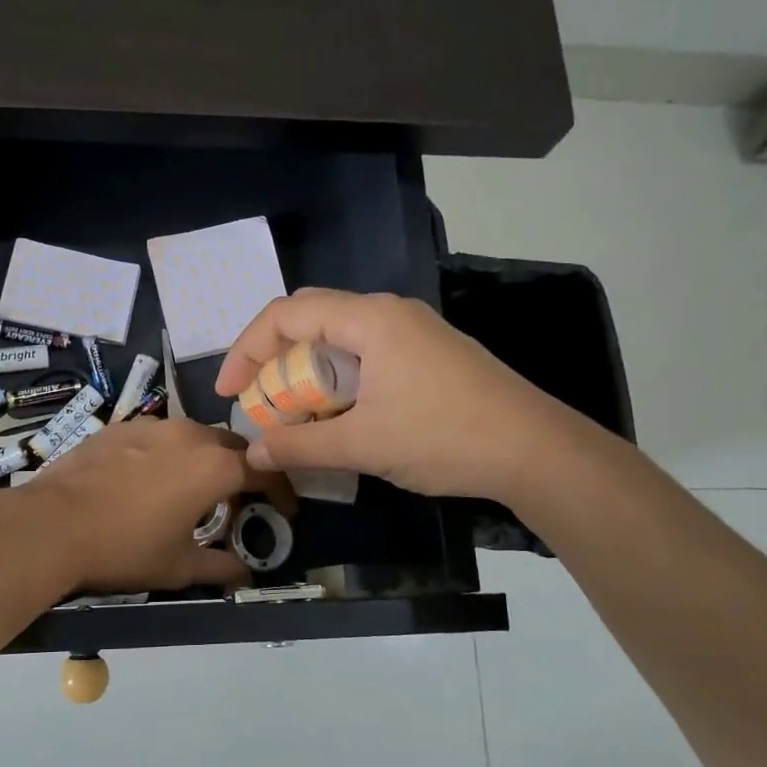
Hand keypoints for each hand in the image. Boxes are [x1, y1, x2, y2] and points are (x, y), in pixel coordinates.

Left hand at [21, 417, 295, 592]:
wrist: (52, 524)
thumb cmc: (124, 548)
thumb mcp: (178, 566)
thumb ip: (220, 567)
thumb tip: (245, 575)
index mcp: (213, 466)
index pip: (265, 470)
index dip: (282, 491)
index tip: (285, 511)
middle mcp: (189, 435)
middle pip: (231, 446)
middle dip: (243, 470)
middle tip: (240, 500)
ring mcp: (152, 425)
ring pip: (194, 436)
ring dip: (205, 458)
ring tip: (195, 488)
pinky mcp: (120, 426)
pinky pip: (159, 436)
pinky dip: (169, 454)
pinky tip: (150, 479)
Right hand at [214, 289, 556, 499]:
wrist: (537, 451)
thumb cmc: (444, 437)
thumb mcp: (363, 444)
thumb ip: (301, 446)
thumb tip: (255, 453)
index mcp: (370, 319)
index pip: (287, 315)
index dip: (247, 350)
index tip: (230, 393)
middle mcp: (389, 313)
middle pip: (311, 318)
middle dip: (274, 358)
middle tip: (258, 398)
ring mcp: (414, 332)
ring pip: (340, 339)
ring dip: (308, 372)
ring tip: (294, 414)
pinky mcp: (430, 355)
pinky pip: (367, 355)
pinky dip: (339, 379)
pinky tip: (339, 415)